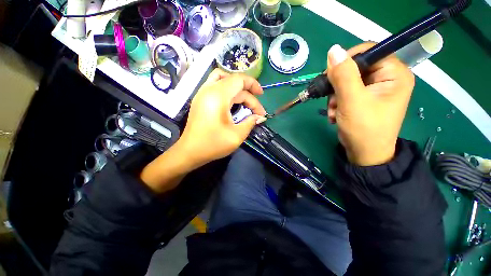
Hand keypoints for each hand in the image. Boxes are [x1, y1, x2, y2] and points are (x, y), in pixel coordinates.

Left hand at [140, 69, 265, 192]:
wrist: (190, 151)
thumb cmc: (213, 144)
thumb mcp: (236, 135)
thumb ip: (250, 122)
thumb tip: (259, 117)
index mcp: (218, 96)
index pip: (239, 79)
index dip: (253, 84)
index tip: (262, 96)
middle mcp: (209, 90)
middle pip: (234, 83)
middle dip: (248, 95)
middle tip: (256, 111)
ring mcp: (202, 93)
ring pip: (224, 80)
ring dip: (237, 89)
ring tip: (246, 102)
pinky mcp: (200, 99)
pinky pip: (216, 85)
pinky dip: (227, 90)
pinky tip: (232, 102)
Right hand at [326, 43, 414, 165]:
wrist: (364, 153)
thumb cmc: (364, 129)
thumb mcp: (352, 101)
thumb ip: (343, 75)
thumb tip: (333, 50)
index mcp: (394, 74)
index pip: (370, 51)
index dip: (348, 59)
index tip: (330, 74)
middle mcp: (387, 79)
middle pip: (356, 67)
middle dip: (338, 84)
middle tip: (331, 98)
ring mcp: (375, 89)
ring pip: (347, 81)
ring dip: (335, 96)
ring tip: (334, 111)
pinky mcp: (364, 98)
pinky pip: (346, 92)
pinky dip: (337, 102)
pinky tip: (336, 114)